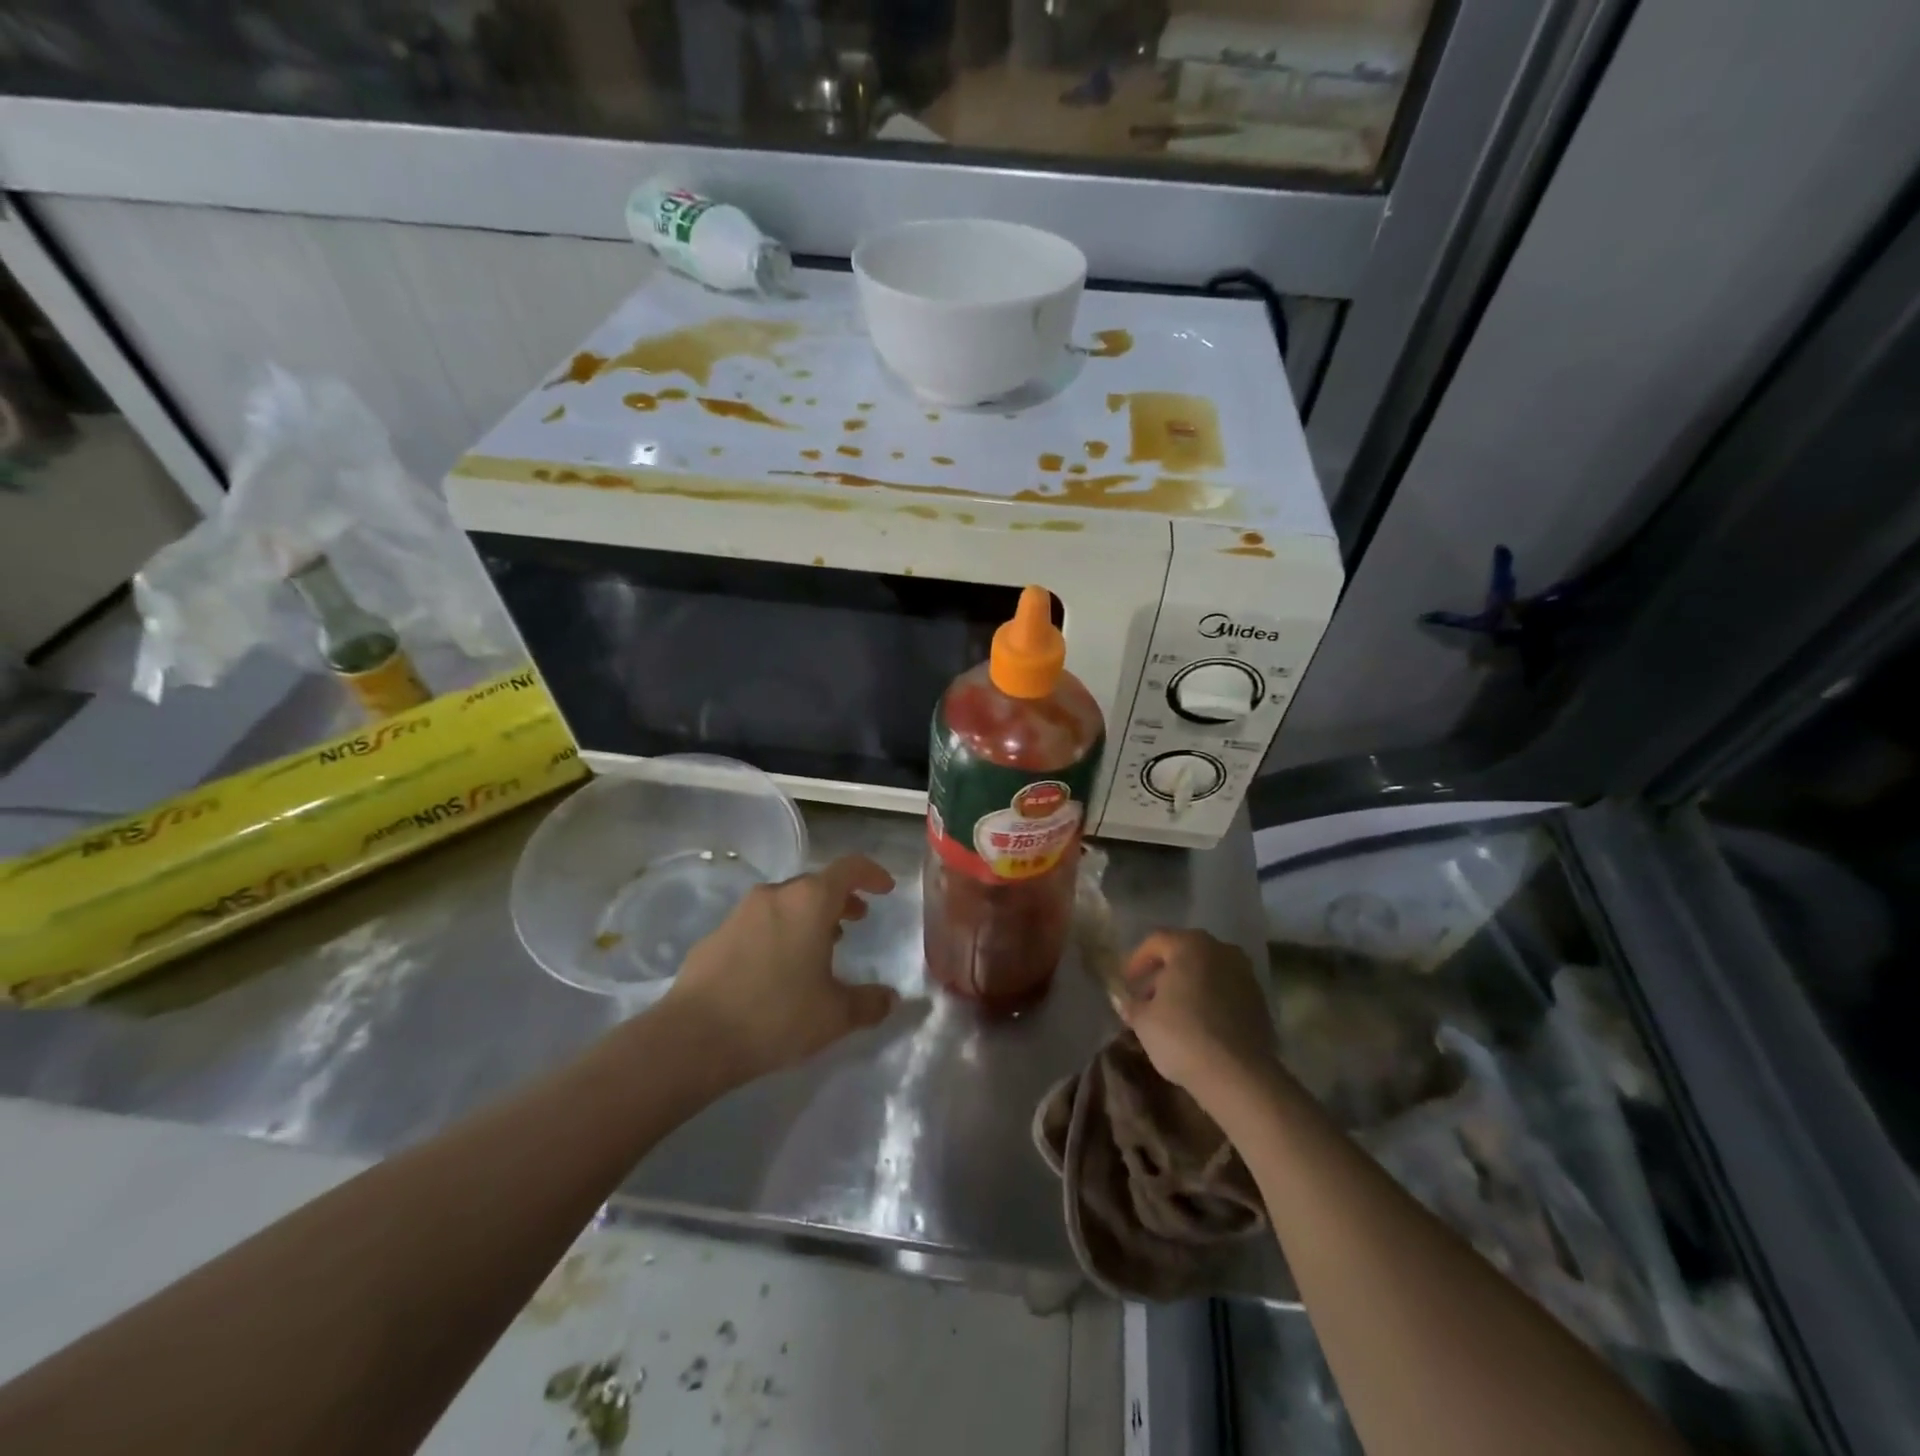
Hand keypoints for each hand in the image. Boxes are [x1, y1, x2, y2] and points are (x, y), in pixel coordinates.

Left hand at [662, 855, 900, 1084]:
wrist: (694, 1038)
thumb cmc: (776, 1015)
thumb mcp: (835, 1016)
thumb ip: (870, 1004)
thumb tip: (891, 1000)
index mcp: (810, 901)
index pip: (849, 868)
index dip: (871, 874)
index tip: (885, 889)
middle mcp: (775, 895)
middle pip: (816, 884)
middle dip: (840, 899)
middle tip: (856, 920)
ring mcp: (741, 912)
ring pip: (786, 902)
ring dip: (808, 916)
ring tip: (821, 945)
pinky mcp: (716, 935)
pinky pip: (759, 923)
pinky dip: (779, 932)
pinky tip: (779, 968)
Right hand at [1118, 929, 1276, 1097]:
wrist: (1238, 1075)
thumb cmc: (1181, 1035)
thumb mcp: (1143, 1020)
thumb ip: (1131, 1004)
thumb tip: (1125, 1001)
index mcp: (1190, 945)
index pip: (1156, 941)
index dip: (1136, 960)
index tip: (1126, 983)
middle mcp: (1221, 950)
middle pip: (1184, 954)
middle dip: (1163, 974)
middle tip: (1146, 998)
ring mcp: (1245, 975)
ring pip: (1207, 972)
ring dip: (1188, 987)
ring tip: (1172, 1014)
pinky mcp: (1260, 1002)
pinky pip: (1226, 992)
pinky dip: (1210, 1001)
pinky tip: (1198, 1025)